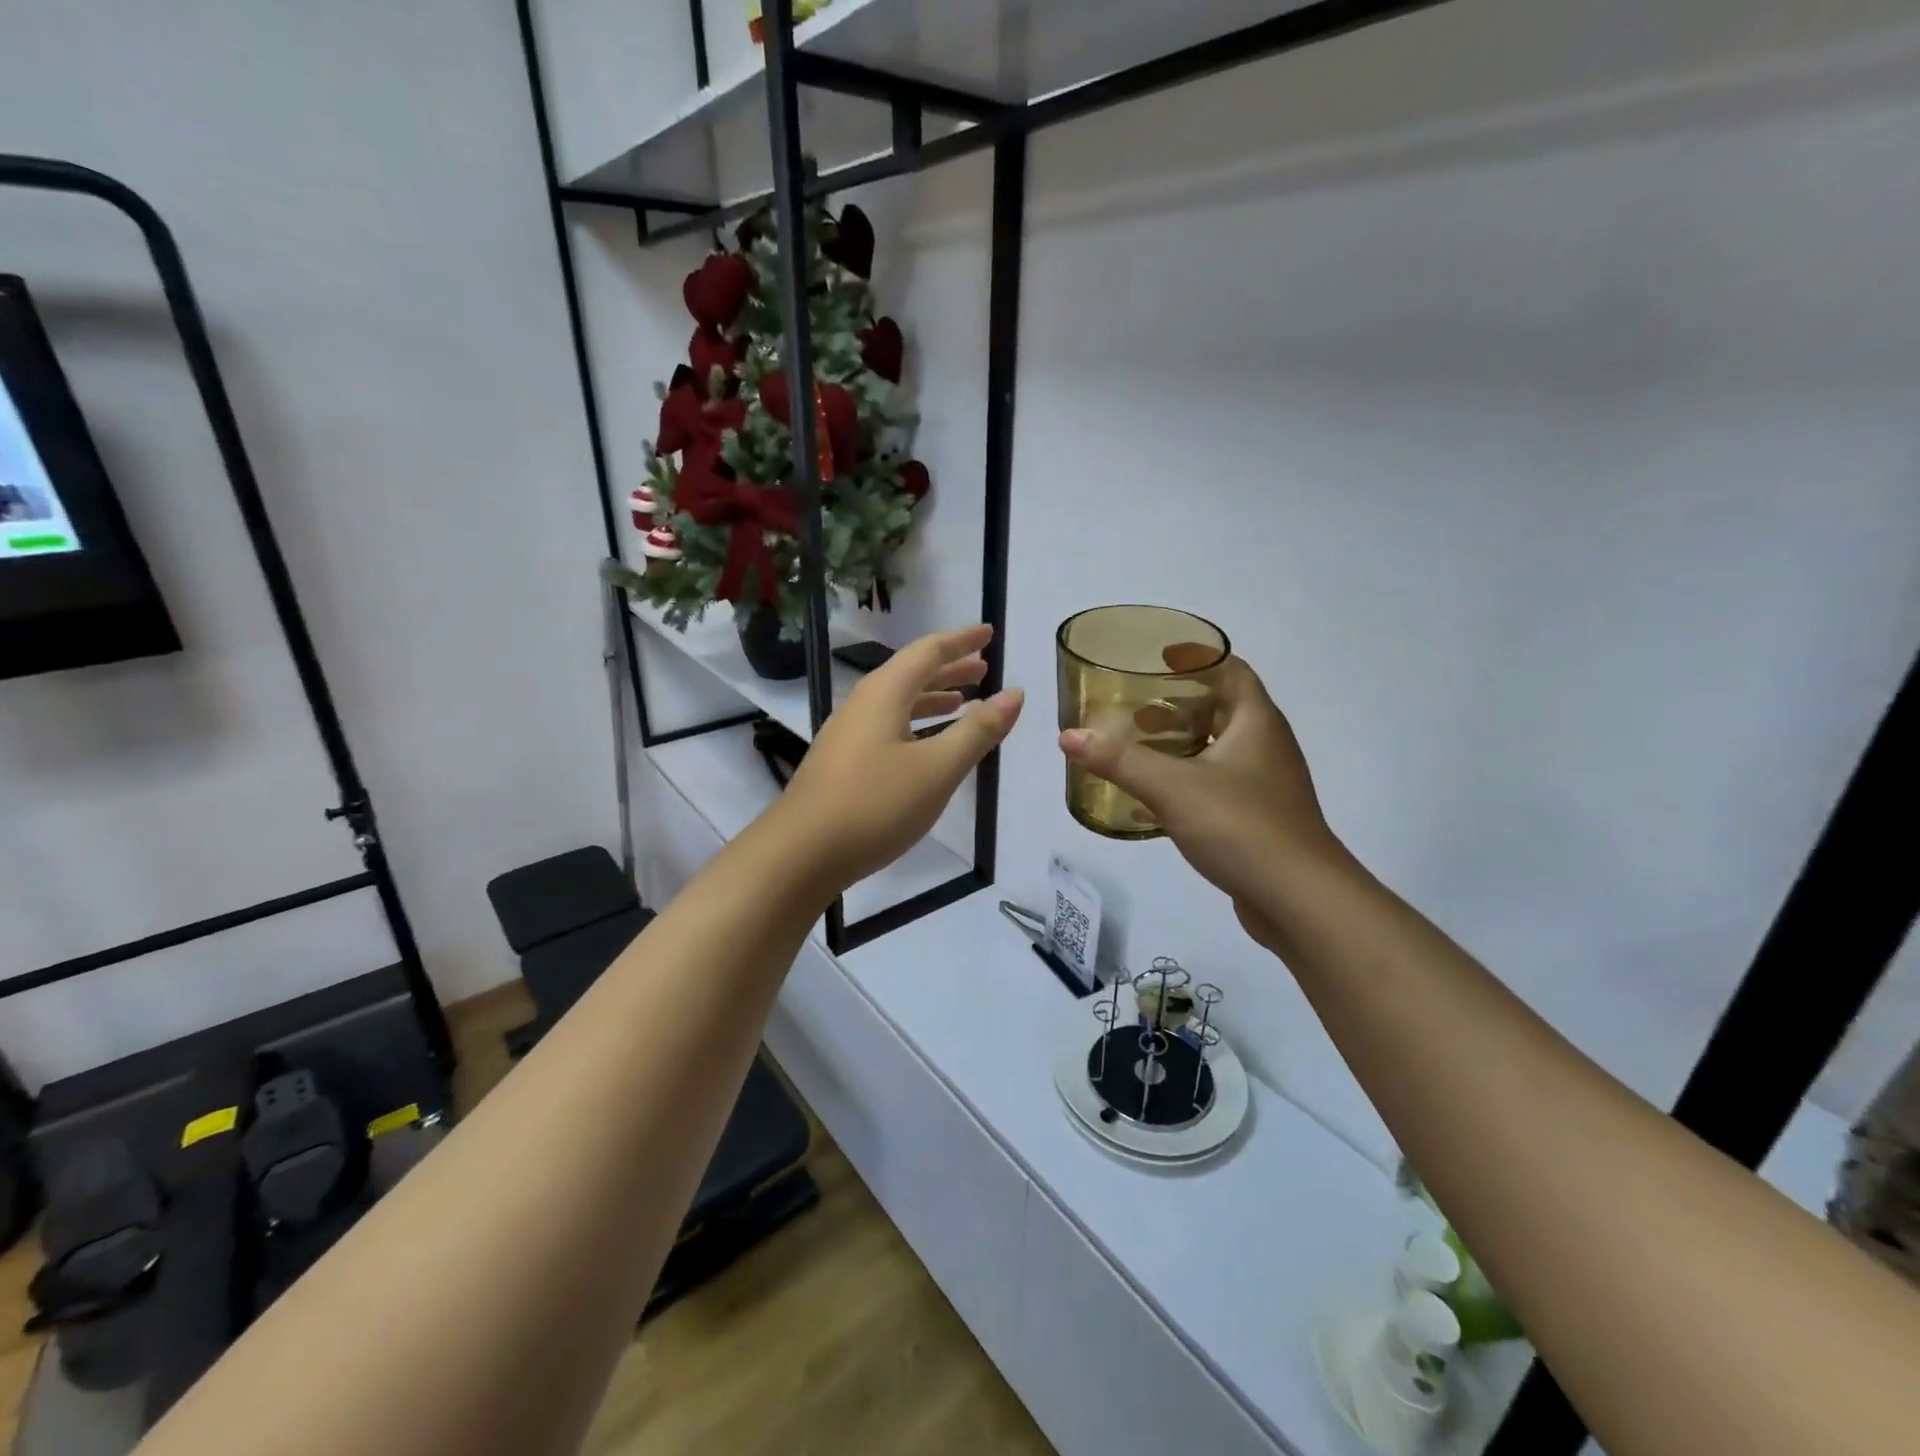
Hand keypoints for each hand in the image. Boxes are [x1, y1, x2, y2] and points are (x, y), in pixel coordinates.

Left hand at [774, 624, 1023, 896]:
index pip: (929, 651)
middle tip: (984, 669)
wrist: (801, 853)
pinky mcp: (843, 761)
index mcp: (885, 693)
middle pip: (911, 674)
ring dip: (933, 698)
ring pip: (899, 702)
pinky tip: (928, 745)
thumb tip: (1015, 694)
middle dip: (950, 668)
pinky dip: (917, 724)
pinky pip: (888, 726)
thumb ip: (978, 730)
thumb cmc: (876, 805)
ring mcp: (849, 733)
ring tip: (964, 702)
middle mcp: (863, 704)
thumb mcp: (938, 768)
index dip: (962, 641)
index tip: (989, 633)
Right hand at [1058, 652, 1337, 947]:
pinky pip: (1217, 783)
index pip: (1232, 670)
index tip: (1159, 655)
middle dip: (1178, 703)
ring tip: (1136, 746)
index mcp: (1256, 722)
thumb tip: (1067, 736)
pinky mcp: (1258, 818)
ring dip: (1180, 742)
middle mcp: (1265, 745)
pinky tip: (1155, 796)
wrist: (1299, 900)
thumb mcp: (1172, 787)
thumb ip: (1118, 760)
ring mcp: (1265, 784)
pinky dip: (1187, 778)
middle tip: (1134, 705)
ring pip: (1218, 748)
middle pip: (1222, 708)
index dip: (1199, 656)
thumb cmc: (1241, 826)